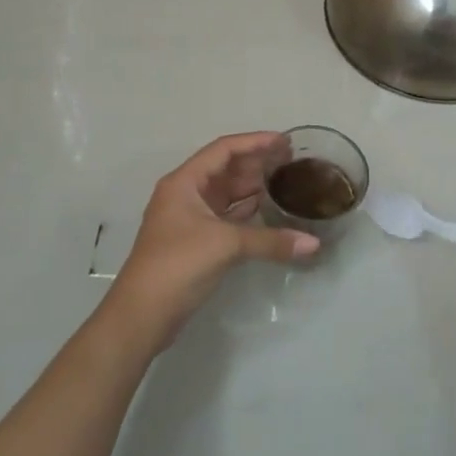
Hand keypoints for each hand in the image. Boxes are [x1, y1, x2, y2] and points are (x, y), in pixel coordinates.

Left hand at [100, 132, 318, 352]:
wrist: (142, 314)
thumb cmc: (178, 265)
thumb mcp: (226, 245)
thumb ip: (270, 241)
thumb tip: (314, 244)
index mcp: (184, 182)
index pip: (223, 150)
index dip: (254, 141)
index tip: (284, 141)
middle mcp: (184, 194)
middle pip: (224, 169)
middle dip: (256, 162)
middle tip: (290, 159)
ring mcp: (188, 219)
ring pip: (224, 193)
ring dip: (251, 185)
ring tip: (283, 180)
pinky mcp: (194, 241)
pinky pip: (224, 215)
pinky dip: (245, 210)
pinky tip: (267, 209)